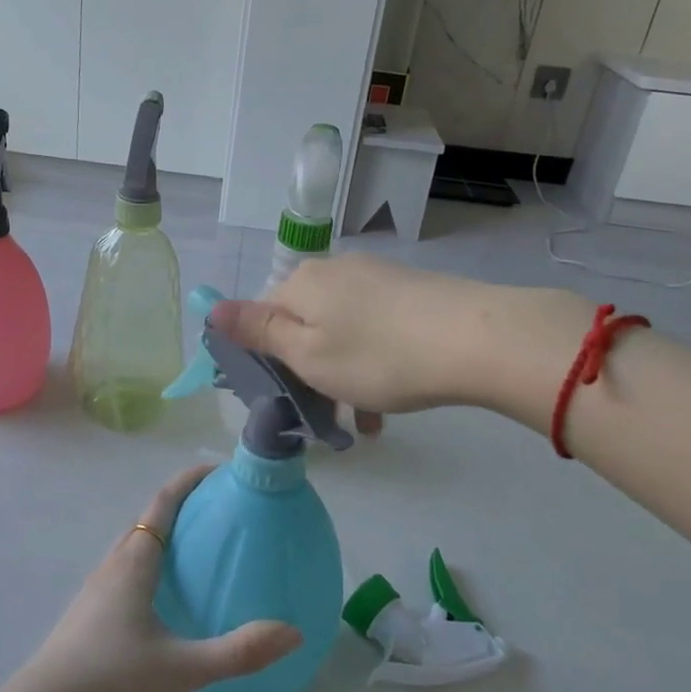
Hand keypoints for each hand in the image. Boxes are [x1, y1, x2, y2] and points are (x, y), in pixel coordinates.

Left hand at [16, 466, 300, 691]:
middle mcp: (113, 565)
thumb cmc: (112, 680)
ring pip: (133, 547)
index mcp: (134, 562)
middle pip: (148, 520)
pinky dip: (150, 564)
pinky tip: (164, 599)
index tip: (217, 470)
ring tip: (196, 550)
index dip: (188, 481)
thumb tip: (292, 633)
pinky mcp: (89, 613)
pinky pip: (125, 571)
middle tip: (218, 510)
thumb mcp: (182, 668)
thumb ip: (238, 651)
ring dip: (163, 535)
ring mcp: (96, 589)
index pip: (163, 504)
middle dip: (180, 506)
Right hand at [210, 254, 593, 423]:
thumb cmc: (378, 356)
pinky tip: (391, 399)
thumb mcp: (308, 354)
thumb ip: (259, 331)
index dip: (264, 358)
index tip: (281, 395)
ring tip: (364, 420)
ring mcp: (376, 277)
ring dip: (343, 375)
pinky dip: (373, 362)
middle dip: (308, 370)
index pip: (261, 316)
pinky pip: (374, 328)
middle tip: (324, 413)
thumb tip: (211, 308)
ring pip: (341, 331)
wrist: (478, 339)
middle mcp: (334, 271)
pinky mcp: (411, 290)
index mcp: (301, 283)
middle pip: (303, 323)